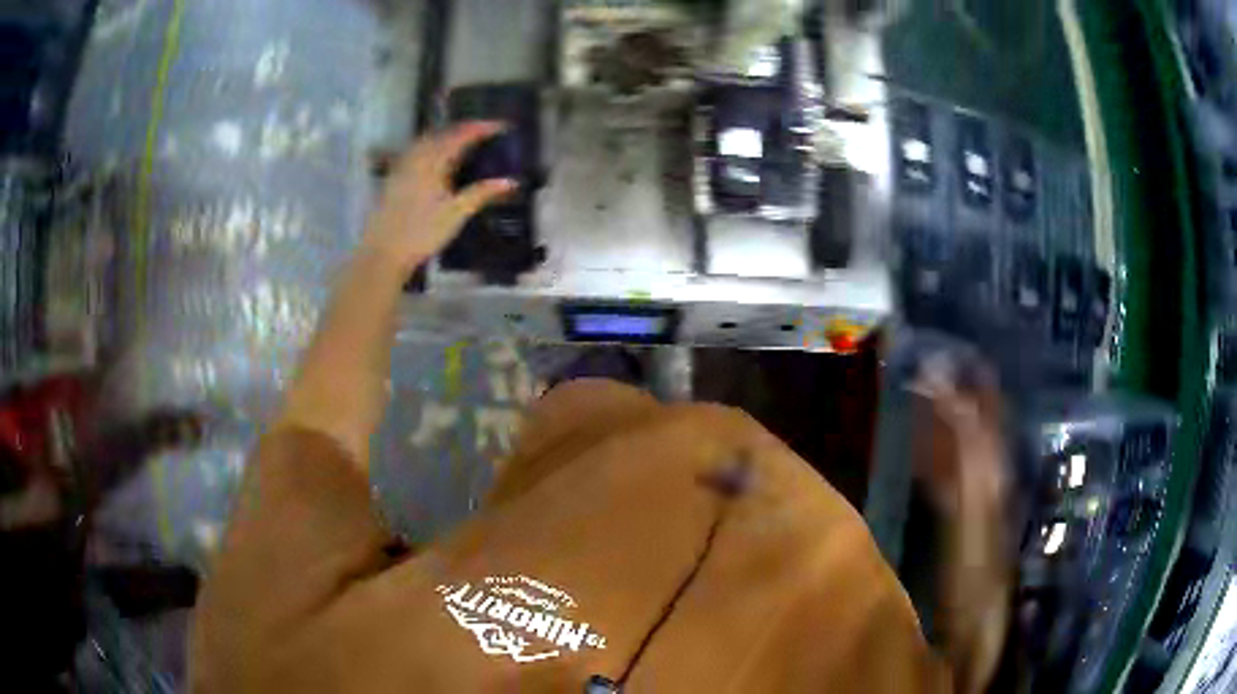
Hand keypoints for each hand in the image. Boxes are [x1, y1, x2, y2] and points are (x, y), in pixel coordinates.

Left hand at [364, 122, 516, 271]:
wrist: (384, 252)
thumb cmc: (422, 233)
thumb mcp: (457, 213)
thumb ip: (482, 193)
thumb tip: (511, 181)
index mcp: (433, 161)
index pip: (462, 135)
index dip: (482, 128)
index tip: (502, 126)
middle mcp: (417, 157)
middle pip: (443, 133)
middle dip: (465, 129)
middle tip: (484, 131)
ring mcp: (403, 166)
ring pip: (427, 140)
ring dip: (447, 135)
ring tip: (463, 140)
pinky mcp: (394, 178)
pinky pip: (416, 151)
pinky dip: (432, 147)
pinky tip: (436, 158)